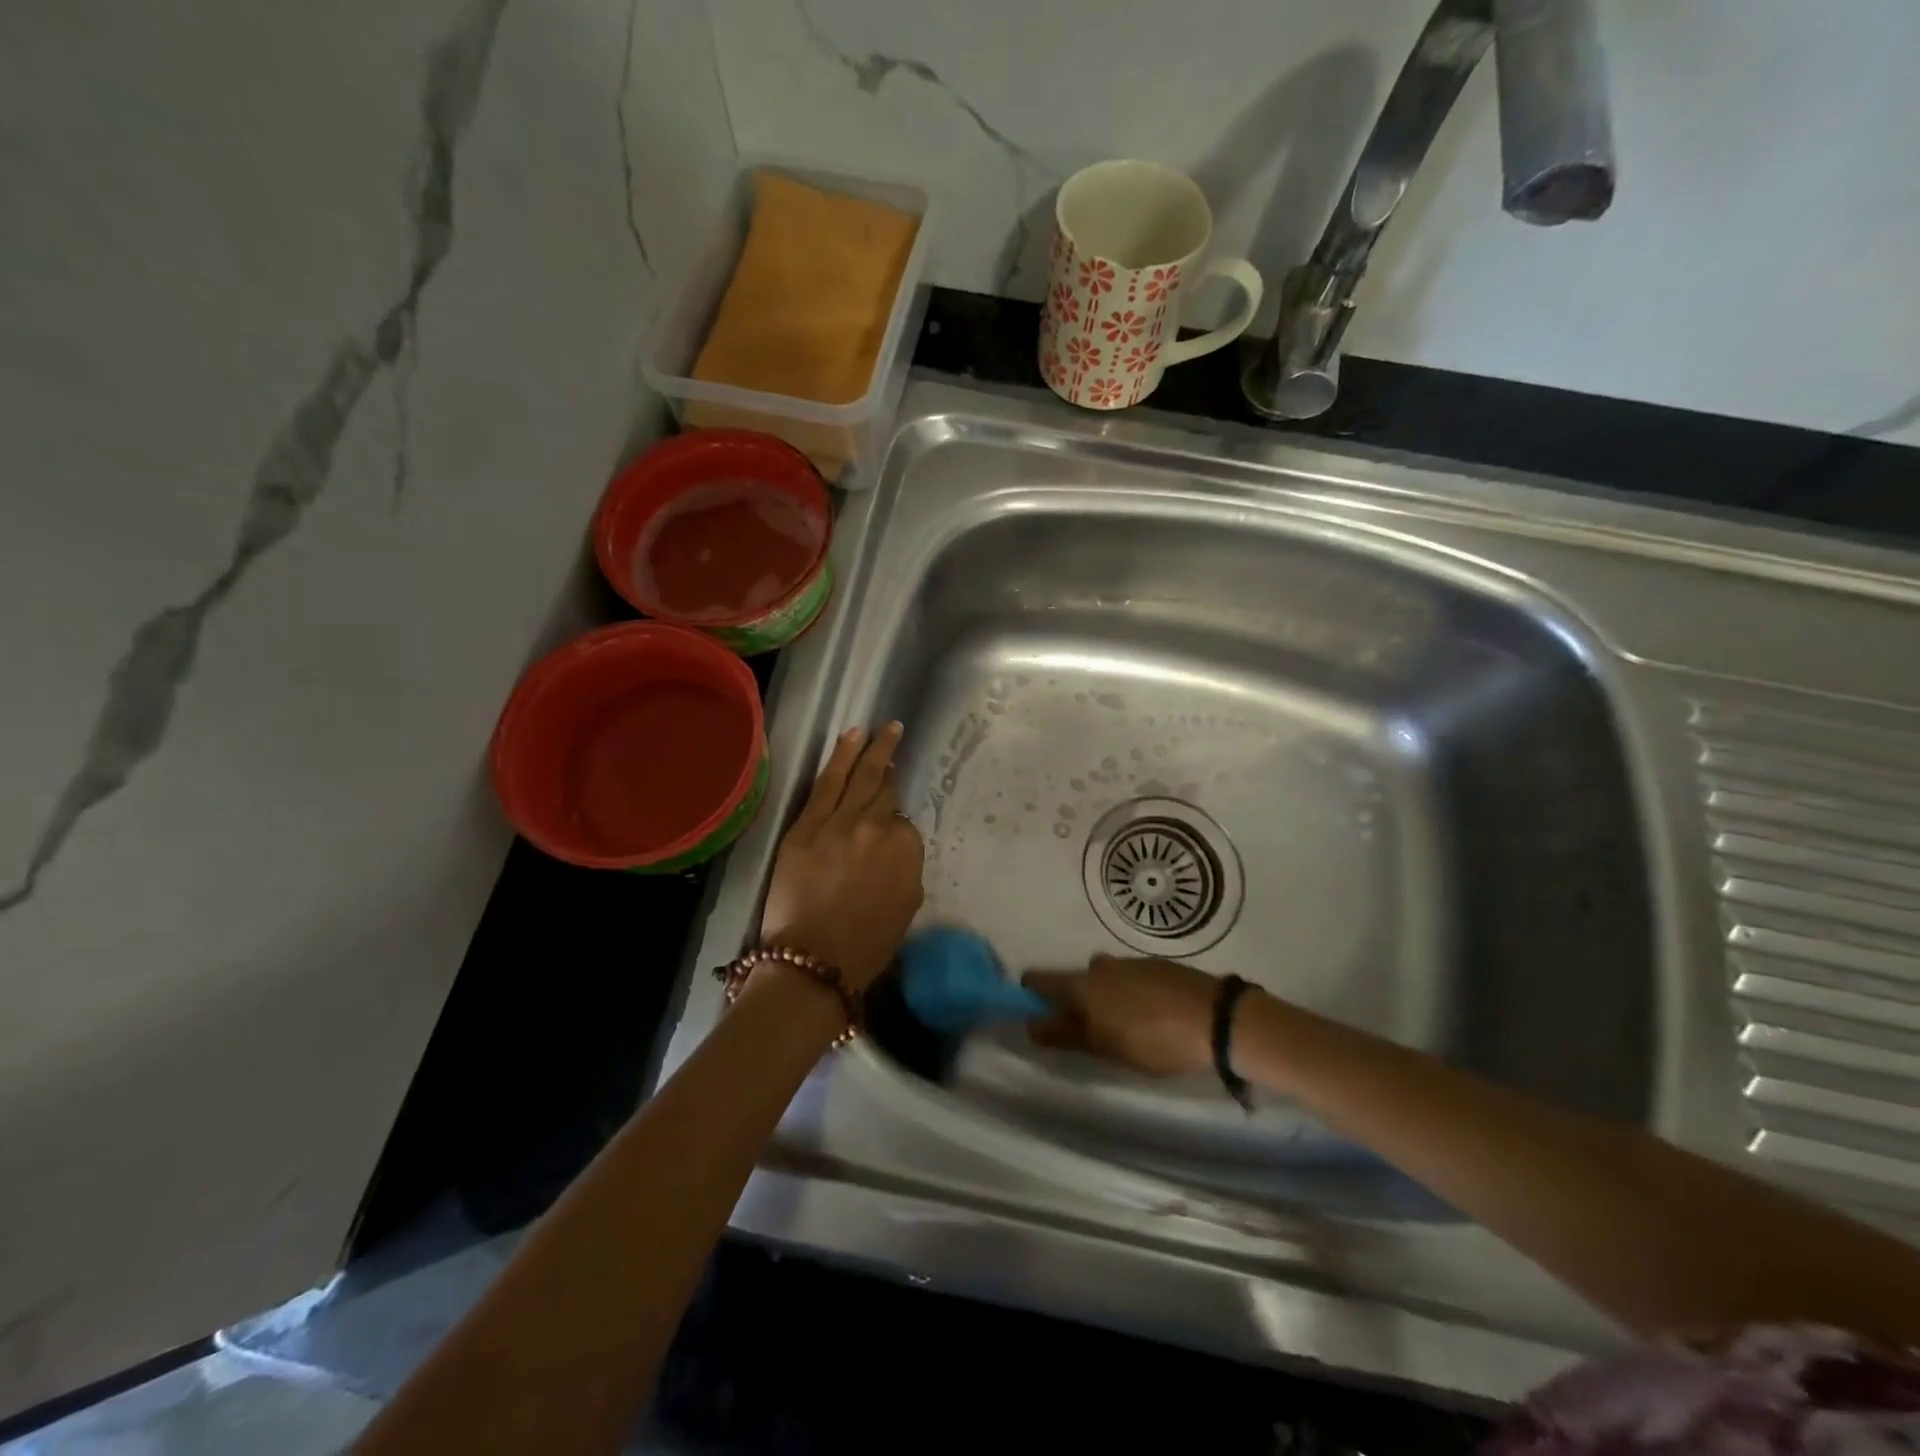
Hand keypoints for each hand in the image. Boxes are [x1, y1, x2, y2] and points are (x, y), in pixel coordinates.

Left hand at [759, 723, 923, 992]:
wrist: (814, 961)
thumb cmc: (866, 946)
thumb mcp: (906, 907)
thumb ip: (906, 868)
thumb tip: (895, 849)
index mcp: (908, 849)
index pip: (904, 823)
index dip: (896, 823)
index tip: (889, 824)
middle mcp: (879, 826)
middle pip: (885, 791)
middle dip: (891, 766)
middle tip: (896, 739)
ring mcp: (842, 821)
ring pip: (862, 776)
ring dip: (874, 749)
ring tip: (884, 728)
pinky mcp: (808, 824)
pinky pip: (828, 781)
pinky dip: (842, 756)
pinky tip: (852, 736)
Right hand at [1021, 956, 1220, 1076]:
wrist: (1216, 1017)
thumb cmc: (1154, 1039)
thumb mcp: (1105, 1047)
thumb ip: (1066, 1035)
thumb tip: (1031, 1024)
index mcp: (1082, 985)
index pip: (1040, 979)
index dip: (1031, 993)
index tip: (1034, 1011)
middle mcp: (1101, 966)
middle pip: (1075, 980)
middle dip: (1076, 1001)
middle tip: (1090, 1031)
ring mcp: (1131, 962)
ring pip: (1106, 978)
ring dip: (1106, 997)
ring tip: (1125, 1026)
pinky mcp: (1158, 966)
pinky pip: (1132, 978)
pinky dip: (1132, 993)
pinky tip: (1151, 1015)